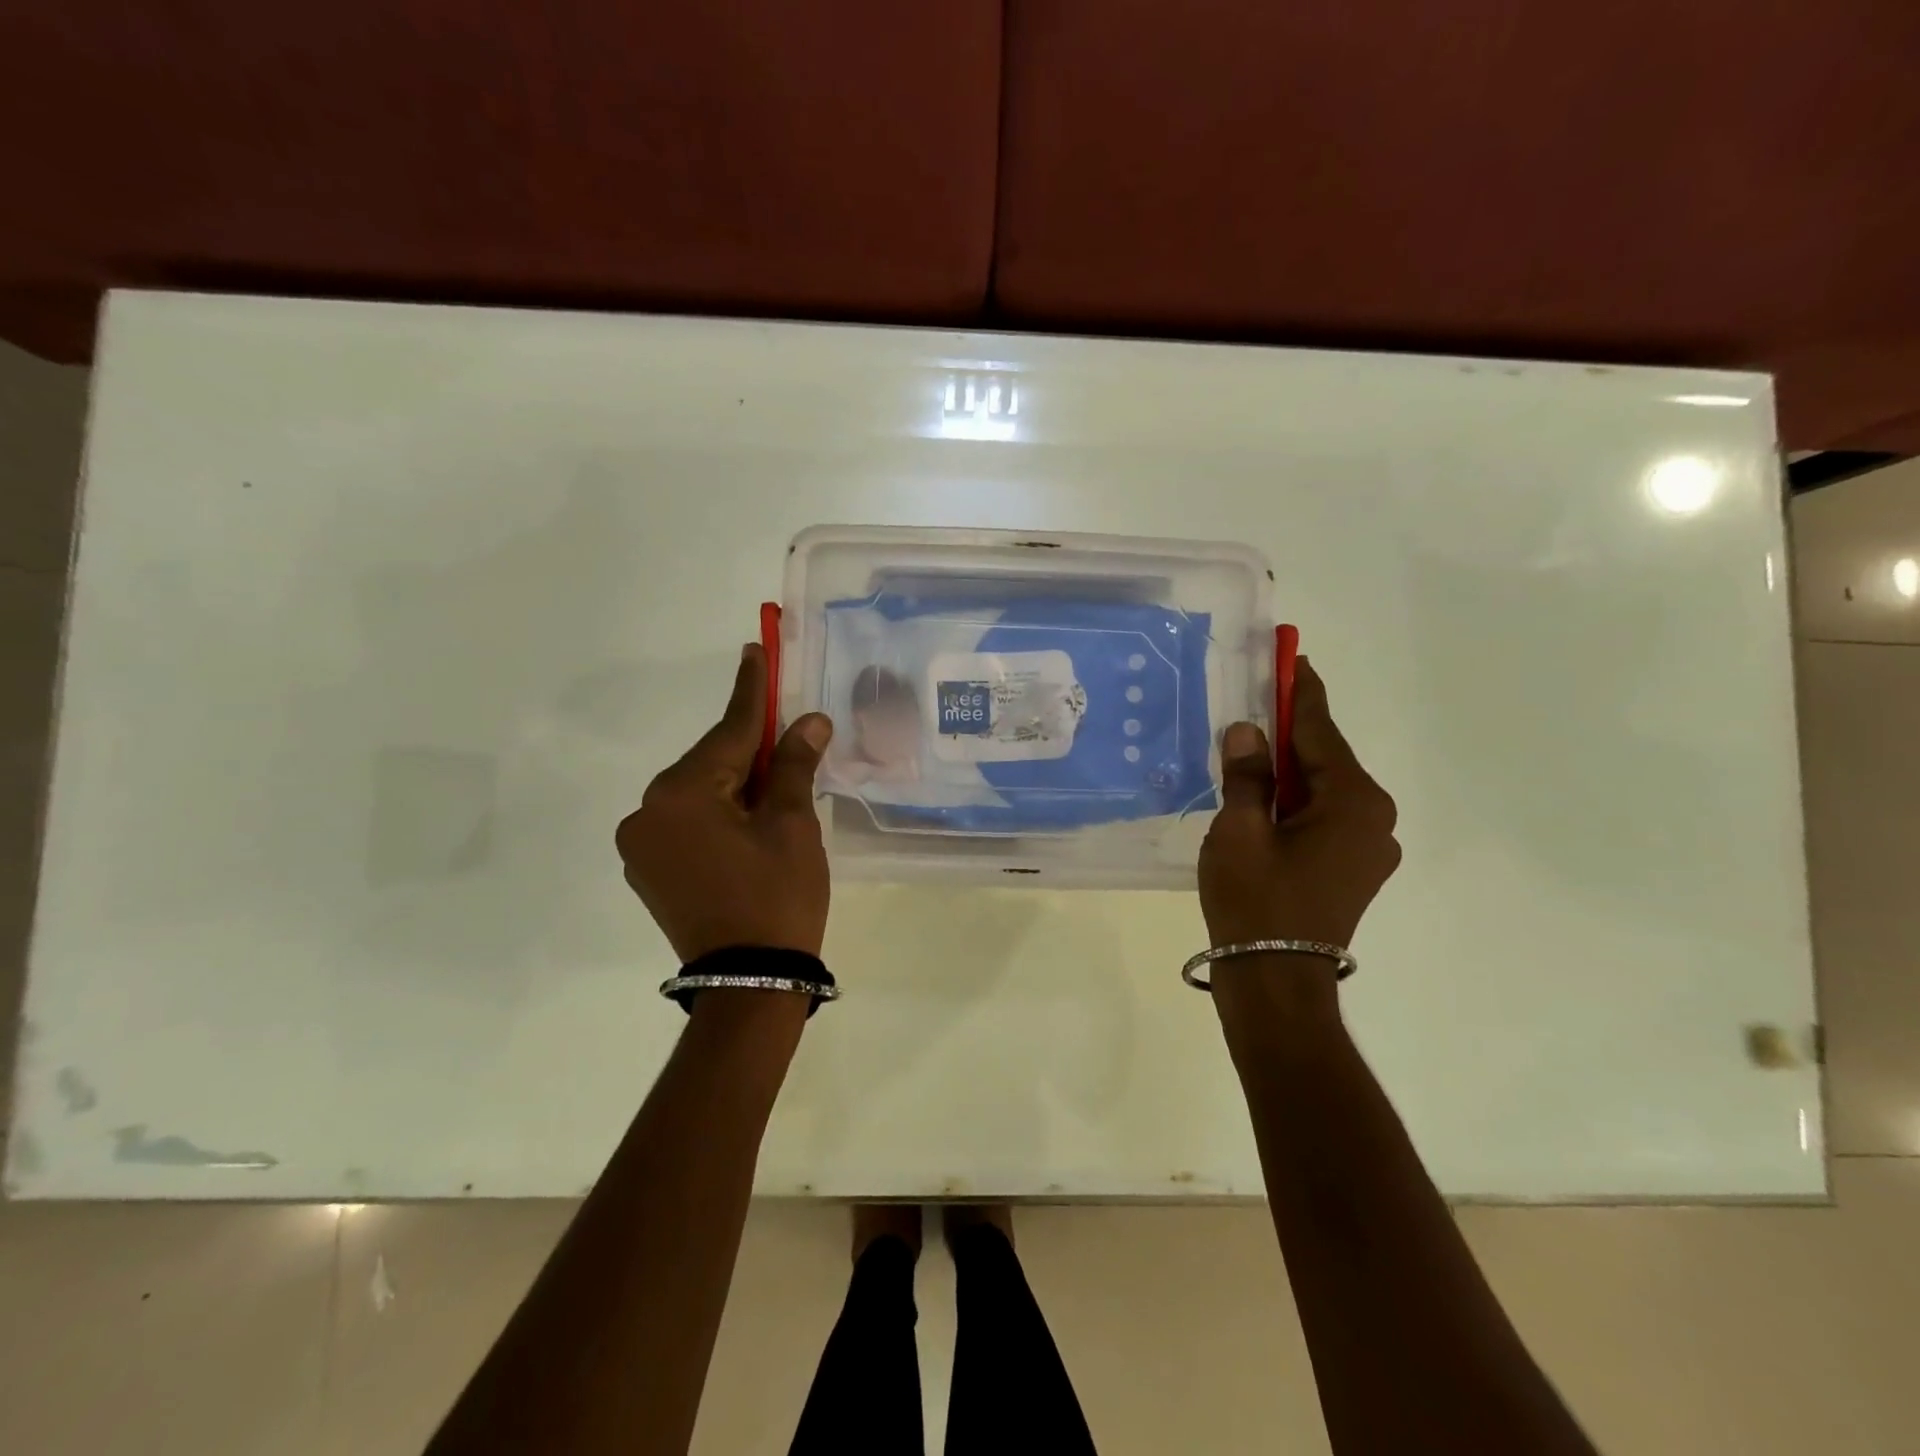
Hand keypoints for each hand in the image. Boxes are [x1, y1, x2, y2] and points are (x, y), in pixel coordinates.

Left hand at [616, 644, 833, 961]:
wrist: (750, 981)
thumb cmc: (777, 896)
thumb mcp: (792, 824)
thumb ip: (792, 765)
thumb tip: (809, 721)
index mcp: (681, 793)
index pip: (728, 730)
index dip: (751, 689)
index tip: (755, 649)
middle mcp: (647, 811)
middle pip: (710, 762)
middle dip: (748, 748)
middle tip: (785, 732)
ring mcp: (640, 845)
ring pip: (698, 793)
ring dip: (734, 783)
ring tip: (774, 791)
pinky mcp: (647, 870)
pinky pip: (686, 822)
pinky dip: (717, 812)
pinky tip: (747, 823)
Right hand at [1199, 657, 1399, 949]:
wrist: (1275, 982)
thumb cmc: (1255, 900)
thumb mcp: (1239, 830)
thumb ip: (1246, 775)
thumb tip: (1248, 732)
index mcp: (1354, 801)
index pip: (1320, 731)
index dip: (1300, 692)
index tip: (1292, 656)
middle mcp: (1375, 818)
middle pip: (1324, 760)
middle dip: (1289, 733)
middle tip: (1255, 705)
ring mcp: (1369, 847)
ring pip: (1322, 790)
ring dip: (1288, 772)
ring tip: (1249, 756)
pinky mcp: (1354, 869)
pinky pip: (1323, 817)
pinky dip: (1294, 802)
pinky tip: (1262, 802)